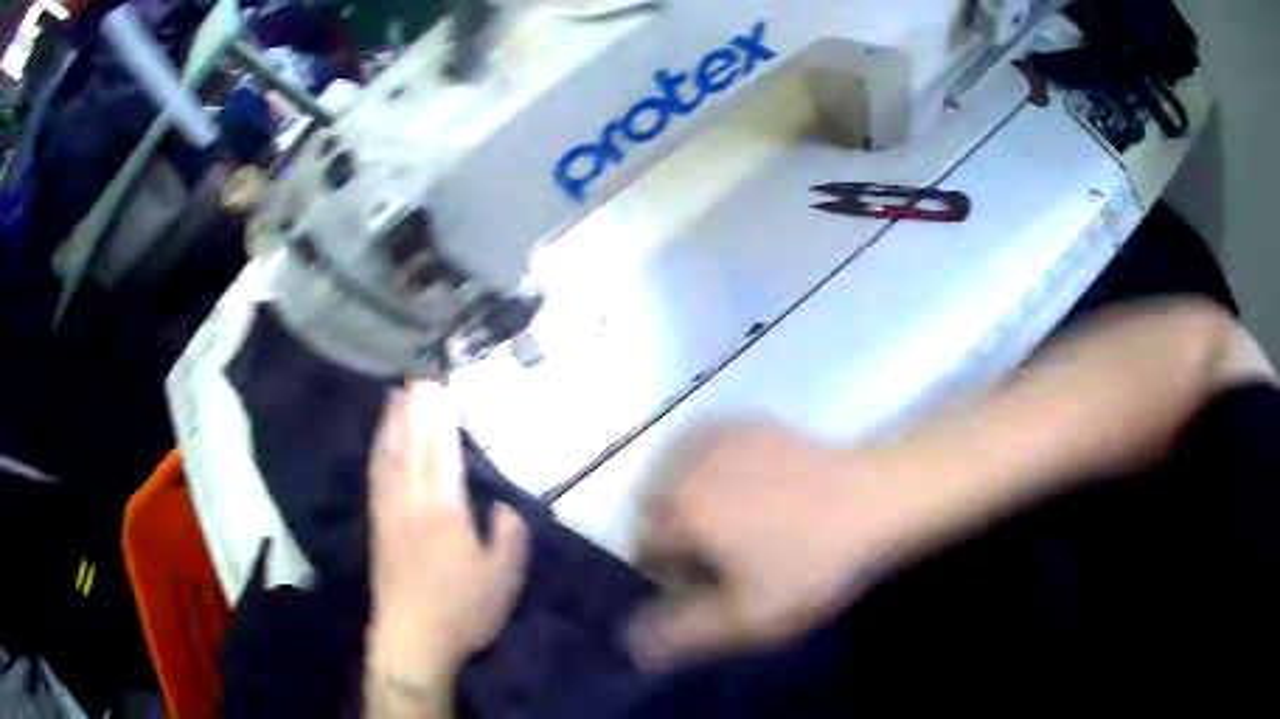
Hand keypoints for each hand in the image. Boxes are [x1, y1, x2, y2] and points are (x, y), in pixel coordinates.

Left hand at [366, 382, 528, 683]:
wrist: (411, 640)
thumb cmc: (462, 609)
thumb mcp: (503, 578)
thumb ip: (509, 536)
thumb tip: (505, 504)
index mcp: (443, 508)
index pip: (441, 448)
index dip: (439, 412)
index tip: (437, 380)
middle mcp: (411, 499)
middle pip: (412, 442)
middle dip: (414, 405)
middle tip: (417, 372)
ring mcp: (389, 511)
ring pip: (388, 455)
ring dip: (391, 421)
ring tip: (394, 393)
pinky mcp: (377, 526)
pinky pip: (375, 475)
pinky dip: (378, 450)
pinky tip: (379, 442)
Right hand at [630, 426, 924, 667]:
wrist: (875, 500)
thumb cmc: (811, 562)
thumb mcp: (749, 616)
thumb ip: (683, 634)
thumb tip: (631, 643)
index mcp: (678, 506)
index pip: (644, 546)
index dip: (674, 574)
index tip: (715, 586)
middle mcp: (685, 460)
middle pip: (655, 508)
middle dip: (678, 535)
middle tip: (730, 558)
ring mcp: (716, 435)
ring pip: (678, 478)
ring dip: (692, 503)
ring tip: (741, 526)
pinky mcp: (744, 423)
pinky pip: (704, 454)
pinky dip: (712, 474)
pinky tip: (753, 493)